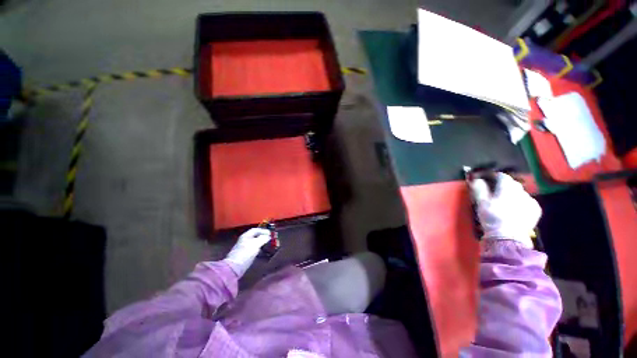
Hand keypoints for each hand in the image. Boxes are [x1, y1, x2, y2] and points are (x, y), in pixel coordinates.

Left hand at [224, 228, 271, 276]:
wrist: (234, 268)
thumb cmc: (245, 253)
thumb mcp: (256, 244)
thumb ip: (263, 238)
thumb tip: (268, 236)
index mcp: (246, 236)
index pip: (255, 230)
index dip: (263, 230)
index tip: (270, 233)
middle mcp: (244, 240)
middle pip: (254, 236)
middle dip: (262, 236)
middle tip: (269, 238)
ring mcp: (243, 248)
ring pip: (254, 243)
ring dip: (261, 243)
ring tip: (267, 245)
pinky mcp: (243, 255)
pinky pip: (252, 249)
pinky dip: (258, 249)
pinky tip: (261, 252)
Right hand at [470, 172, 540, 247]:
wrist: (508, 237)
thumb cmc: (492, 217)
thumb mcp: (481, 202)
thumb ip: (479, 188)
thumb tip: (477, 179)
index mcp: (508, 187)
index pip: (502, 176)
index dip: (493, 176)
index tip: (486, 180)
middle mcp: (522, 191)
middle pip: (512, 183)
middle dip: (503, 185)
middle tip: (494, 192)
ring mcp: (531, 201)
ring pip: (520, 192)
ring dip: (512, 194)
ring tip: (504, 202)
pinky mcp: (536, 210)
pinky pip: (527, 201)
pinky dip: (521, 202)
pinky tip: (514, 209)